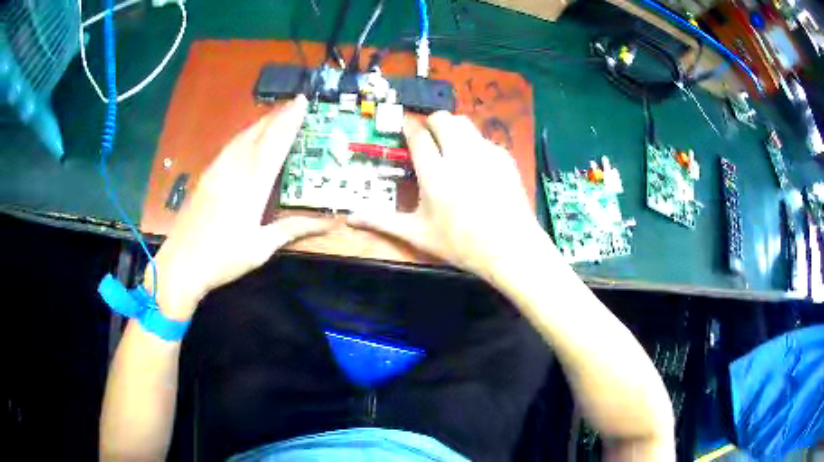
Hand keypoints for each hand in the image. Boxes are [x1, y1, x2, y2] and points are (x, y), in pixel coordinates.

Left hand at [146, 95, 333, 319]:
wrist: (181, 263)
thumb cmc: (223, 258)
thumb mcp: (261, 248)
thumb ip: (294, 229)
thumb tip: (330, 222)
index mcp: (252, 186)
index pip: (275, 145)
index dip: (289, 122)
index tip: (302, 103)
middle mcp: (234, 171)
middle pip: (259, 135)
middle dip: (278, 116)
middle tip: (295, 101)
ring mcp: (217, 171)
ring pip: (242, 137)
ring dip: (261, 122)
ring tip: (276, 112)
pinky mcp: (206, 177)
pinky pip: (229, 147)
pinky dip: (243, 135)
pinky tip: (246, 136)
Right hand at [348, 111, 542, 277]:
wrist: (510, 247)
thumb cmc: (460, 244)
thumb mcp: (418, 234)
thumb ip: (383, 222)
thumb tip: (350, 218)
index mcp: (434, 173)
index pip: (417, 135)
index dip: (408, 126)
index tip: (404, 126)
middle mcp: (459, 155)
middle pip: (443, 119)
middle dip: (431, 123)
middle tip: (428, 139)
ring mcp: (485, 153)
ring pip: (465, 123)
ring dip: (453, 128)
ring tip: (450, 146)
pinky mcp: (504, 157)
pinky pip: (484, 139)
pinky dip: (475, 144)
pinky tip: (476, 166)